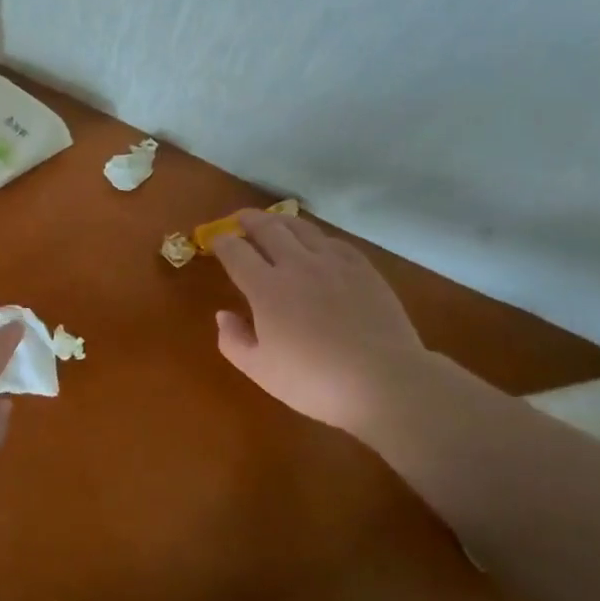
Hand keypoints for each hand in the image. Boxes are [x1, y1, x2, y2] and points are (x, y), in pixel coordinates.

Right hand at [214, 212, 427, 436]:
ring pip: (301, 228)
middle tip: (240, 219)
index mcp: (266, 288)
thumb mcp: (261, 371)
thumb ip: (234, 341)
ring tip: (274, 222)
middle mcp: (296, 264)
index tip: (215, 240)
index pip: (236, 252)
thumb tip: (223, 315)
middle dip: (249, 220)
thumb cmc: (315, 382)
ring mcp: (333, 262)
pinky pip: (333, 241)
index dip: (221, 242)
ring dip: (281, 221)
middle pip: (268, 228)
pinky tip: (318, 244)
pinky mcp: (363, 268)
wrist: (384, 382)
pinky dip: (317, 238)